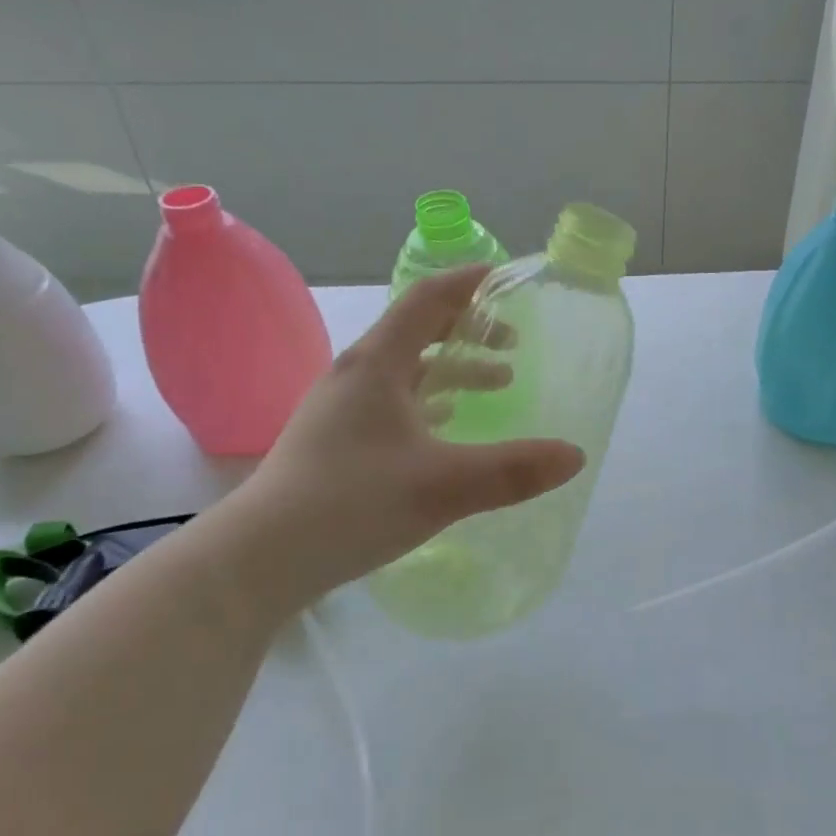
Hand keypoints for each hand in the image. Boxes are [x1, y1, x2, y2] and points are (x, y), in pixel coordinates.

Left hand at [236, 265, 584, 604]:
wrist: (261, 557)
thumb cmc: (353, 503)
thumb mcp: (444, 486)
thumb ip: (514, 470)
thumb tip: (575, 455)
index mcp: (377, 365)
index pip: (426, 300)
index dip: (467, 283)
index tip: (505, 277)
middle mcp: (356, 375)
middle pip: (417, 331)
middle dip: (468, 330)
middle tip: (512, 343)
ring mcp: (340, 409)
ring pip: (406, 371)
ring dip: (452, 370)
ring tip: (496, 385)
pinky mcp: (336, 441)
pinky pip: (393, 403)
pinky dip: (430, 402)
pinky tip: (448, 428)